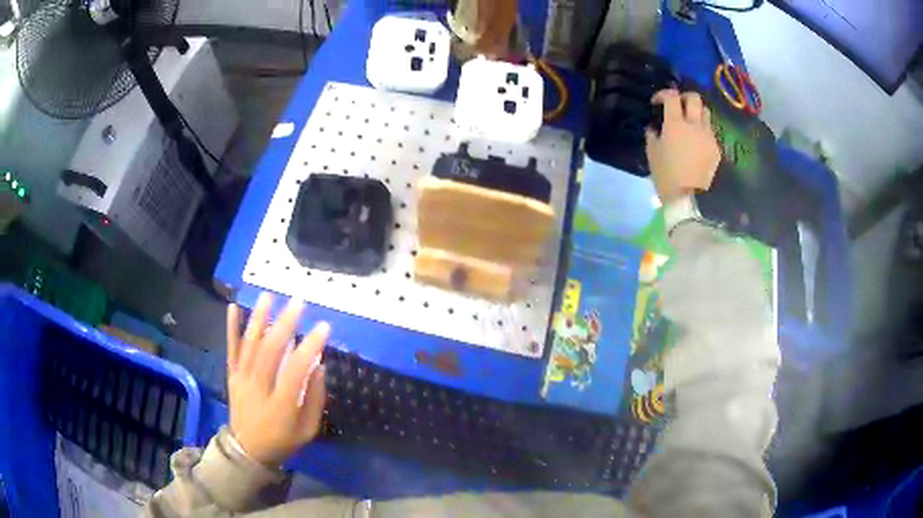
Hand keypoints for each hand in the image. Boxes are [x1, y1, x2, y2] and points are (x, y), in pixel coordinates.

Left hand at [226, 293, 328, 466]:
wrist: (247, 450)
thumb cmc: (282, 440)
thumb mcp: (307, 430)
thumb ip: (315, 399)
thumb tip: (320, 366)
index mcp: (280, 405)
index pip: (295, 370)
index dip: (310, 347)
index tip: (323, 327)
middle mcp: (258, 388)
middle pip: (270, 351)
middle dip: (285, 324)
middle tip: (298, 302)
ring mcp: (242, 380)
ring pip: (249, 346)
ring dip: (258, 319)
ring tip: (268, 296)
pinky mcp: (232, 376)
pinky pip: (231, 350)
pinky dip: (231, 328)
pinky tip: (232, 307)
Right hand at [646, 89, 720, 203]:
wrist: (689, 198)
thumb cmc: (666, 175)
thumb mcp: (652, 153)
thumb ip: (652, 134)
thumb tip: (655, 127)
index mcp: (676, 124)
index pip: (671, 96)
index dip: (663, 94)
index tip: (657, 102)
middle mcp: (694, 125)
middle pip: (694, 98)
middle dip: (684, 97)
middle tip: (678, 106)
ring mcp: (708, 136)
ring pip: (705, 113)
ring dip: (696, 113)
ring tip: (690, 123)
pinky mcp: (716, 149)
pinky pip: (710, 132)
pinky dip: (702, 132)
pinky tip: (696, 144)